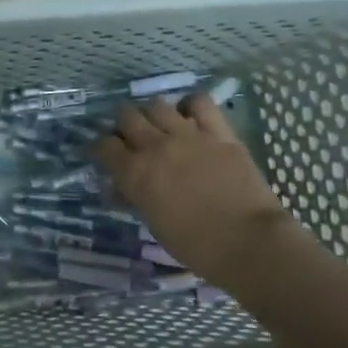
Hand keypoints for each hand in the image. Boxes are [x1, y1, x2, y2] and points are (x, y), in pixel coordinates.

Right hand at [94, 93, 291, 287]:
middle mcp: (156, 146)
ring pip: (157, 105)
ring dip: (151, 114)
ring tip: (158, 126)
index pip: (103, 146)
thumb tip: (118, 188)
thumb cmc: (195, 244)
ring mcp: (189, 135)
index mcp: (135, 173)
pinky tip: (190, 117)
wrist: (248, 242)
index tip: (103, 155)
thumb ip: (133, 198)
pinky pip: (200, 102)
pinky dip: (190, 106)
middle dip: (122, 125)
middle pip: (126, 116)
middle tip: (129, 138)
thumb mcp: (154, 224)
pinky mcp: (219, 133)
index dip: (99, 149)